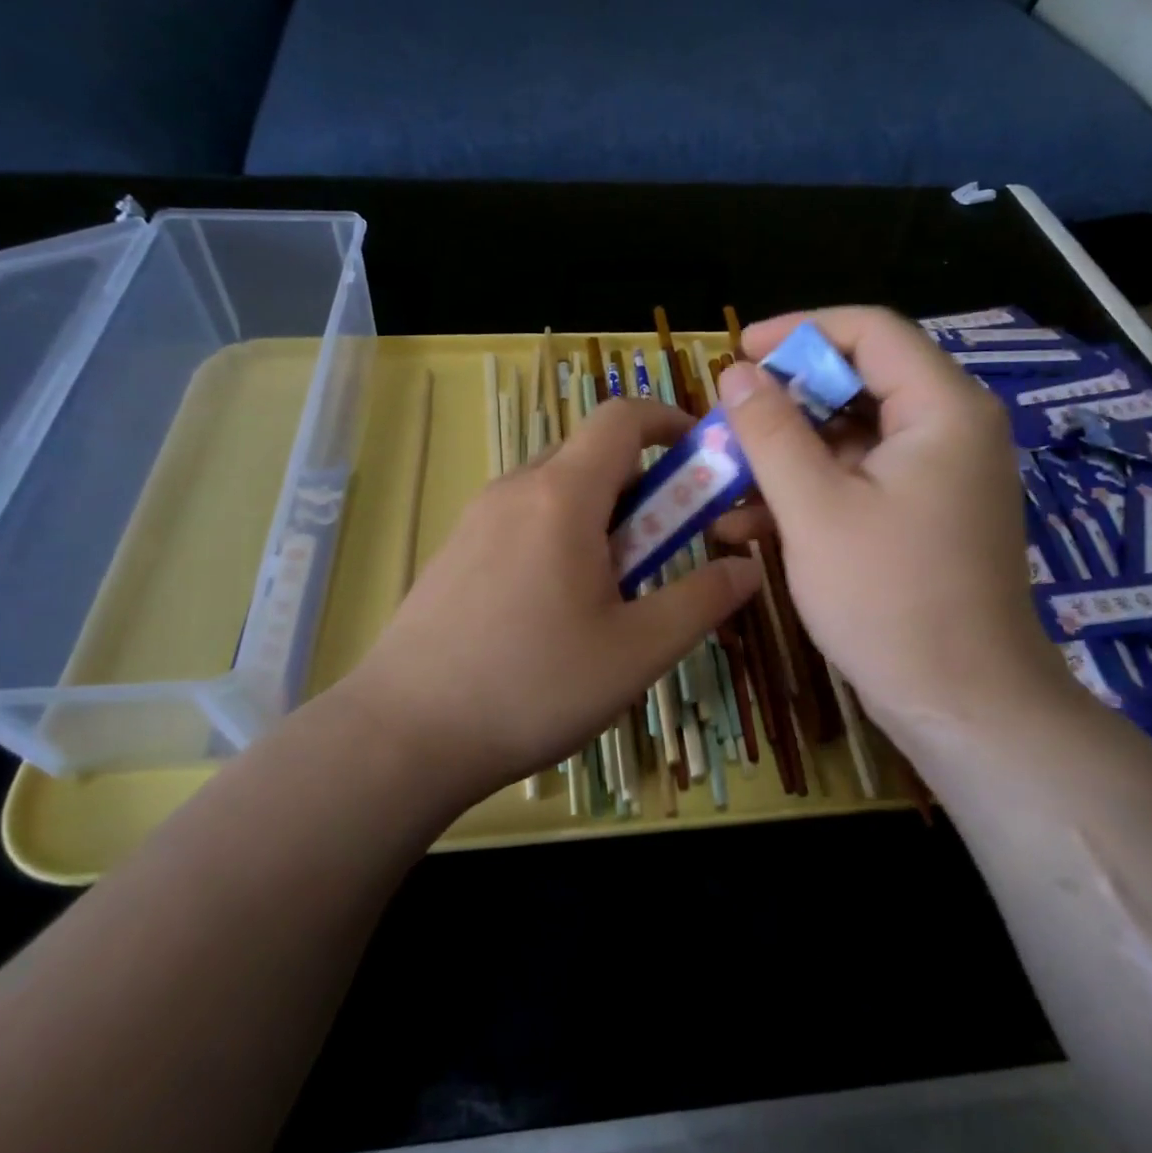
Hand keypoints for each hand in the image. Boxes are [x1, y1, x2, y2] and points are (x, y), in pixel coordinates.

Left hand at [338, 396, 761, 802]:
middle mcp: (515, 489)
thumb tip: (748, 567)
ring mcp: (477, 518)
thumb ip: (701, 601)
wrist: (403, 735)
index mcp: (562, 495)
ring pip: (558, 489)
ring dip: (602, 517)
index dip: (669, 422)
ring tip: (616, 589)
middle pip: (592, 455)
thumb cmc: (532, 686)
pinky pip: (524, 518)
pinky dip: (562, 535)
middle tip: (668, 547)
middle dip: (644, 485)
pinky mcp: (456, 551)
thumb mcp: (637, 651)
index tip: (702, 459)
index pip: (621, 417)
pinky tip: (559, 608)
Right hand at [715, 307, 1067, 733]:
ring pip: (851, 437)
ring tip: (724, 478)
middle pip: (858, 383)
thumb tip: (736, 373)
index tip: (738, 353)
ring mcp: (939, 476)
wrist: (962, 706)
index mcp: (942, 409)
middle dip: (785, 402)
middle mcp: (950, 429)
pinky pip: (860, 480)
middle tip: (726, 421)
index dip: (798, 332)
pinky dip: (809, 490)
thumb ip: (770, 431)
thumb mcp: (814, 508)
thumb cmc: (889, 599)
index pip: (869, 331)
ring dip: (787, 453)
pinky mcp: (923, 515)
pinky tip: (749, 523)